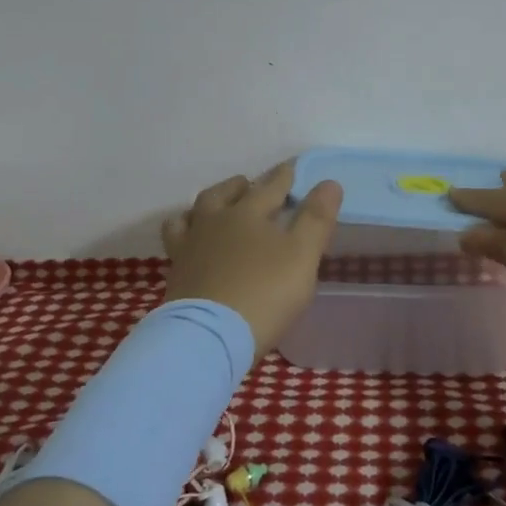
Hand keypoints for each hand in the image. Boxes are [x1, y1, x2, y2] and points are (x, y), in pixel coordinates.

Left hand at [161, 161, 342, 355]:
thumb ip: (316, 219)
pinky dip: (187, 234)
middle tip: (250, 186)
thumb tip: (329, 183)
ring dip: (207, 206)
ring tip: (216, 209)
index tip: (291, 168)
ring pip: (192, 214)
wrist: (209, 337)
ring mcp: (189, 248)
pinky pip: (176, 242)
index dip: (283, 177)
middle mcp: (214, 222)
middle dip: (240, 186)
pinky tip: (194, 244)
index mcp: (247, 213)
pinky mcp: (176, 274)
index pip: (269, 187)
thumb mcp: (302, 256)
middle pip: (223, 194)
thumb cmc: (264, 293)